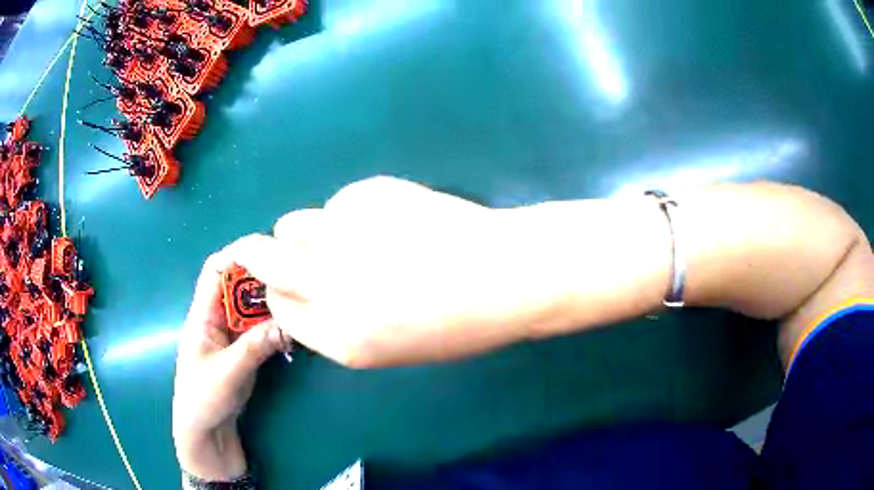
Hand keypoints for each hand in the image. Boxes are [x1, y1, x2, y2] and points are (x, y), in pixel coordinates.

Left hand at [172, 251, 291, 479]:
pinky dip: (276, 326)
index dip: (237, 255)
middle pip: (238, 285)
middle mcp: (217, 318)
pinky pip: (260, 329)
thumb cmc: (203, 398)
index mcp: (202, 315)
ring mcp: (231, 335)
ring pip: (252, 307)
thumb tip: (287, 324)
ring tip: (297, 301)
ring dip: (272, 304)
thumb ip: (254, 347)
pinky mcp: (243, 350)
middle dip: (262, 278)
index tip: (268, 251)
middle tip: (293, 277)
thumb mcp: (228, 373)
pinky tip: (293, 330)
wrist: (205, 431)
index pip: (215, 270)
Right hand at [229, 176, 571, 367]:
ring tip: (344, 235)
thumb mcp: (391, 346)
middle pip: (263, 260)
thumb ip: (339, 322)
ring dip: (305, 232)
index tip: (286, 285)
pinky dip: (350, 212)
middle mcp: (328, 284)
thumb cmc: (460, 324)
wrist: (509, 274)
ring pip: (292, 224)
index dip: (279, 294)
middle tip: (267, 250)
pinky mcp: (365, 196)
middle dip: (257, 255)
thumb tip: (307, 290)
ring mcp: (344, 235)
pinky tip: (389, 220)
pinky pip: (338, 203)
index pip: (279, 309)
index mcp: (339, 337)